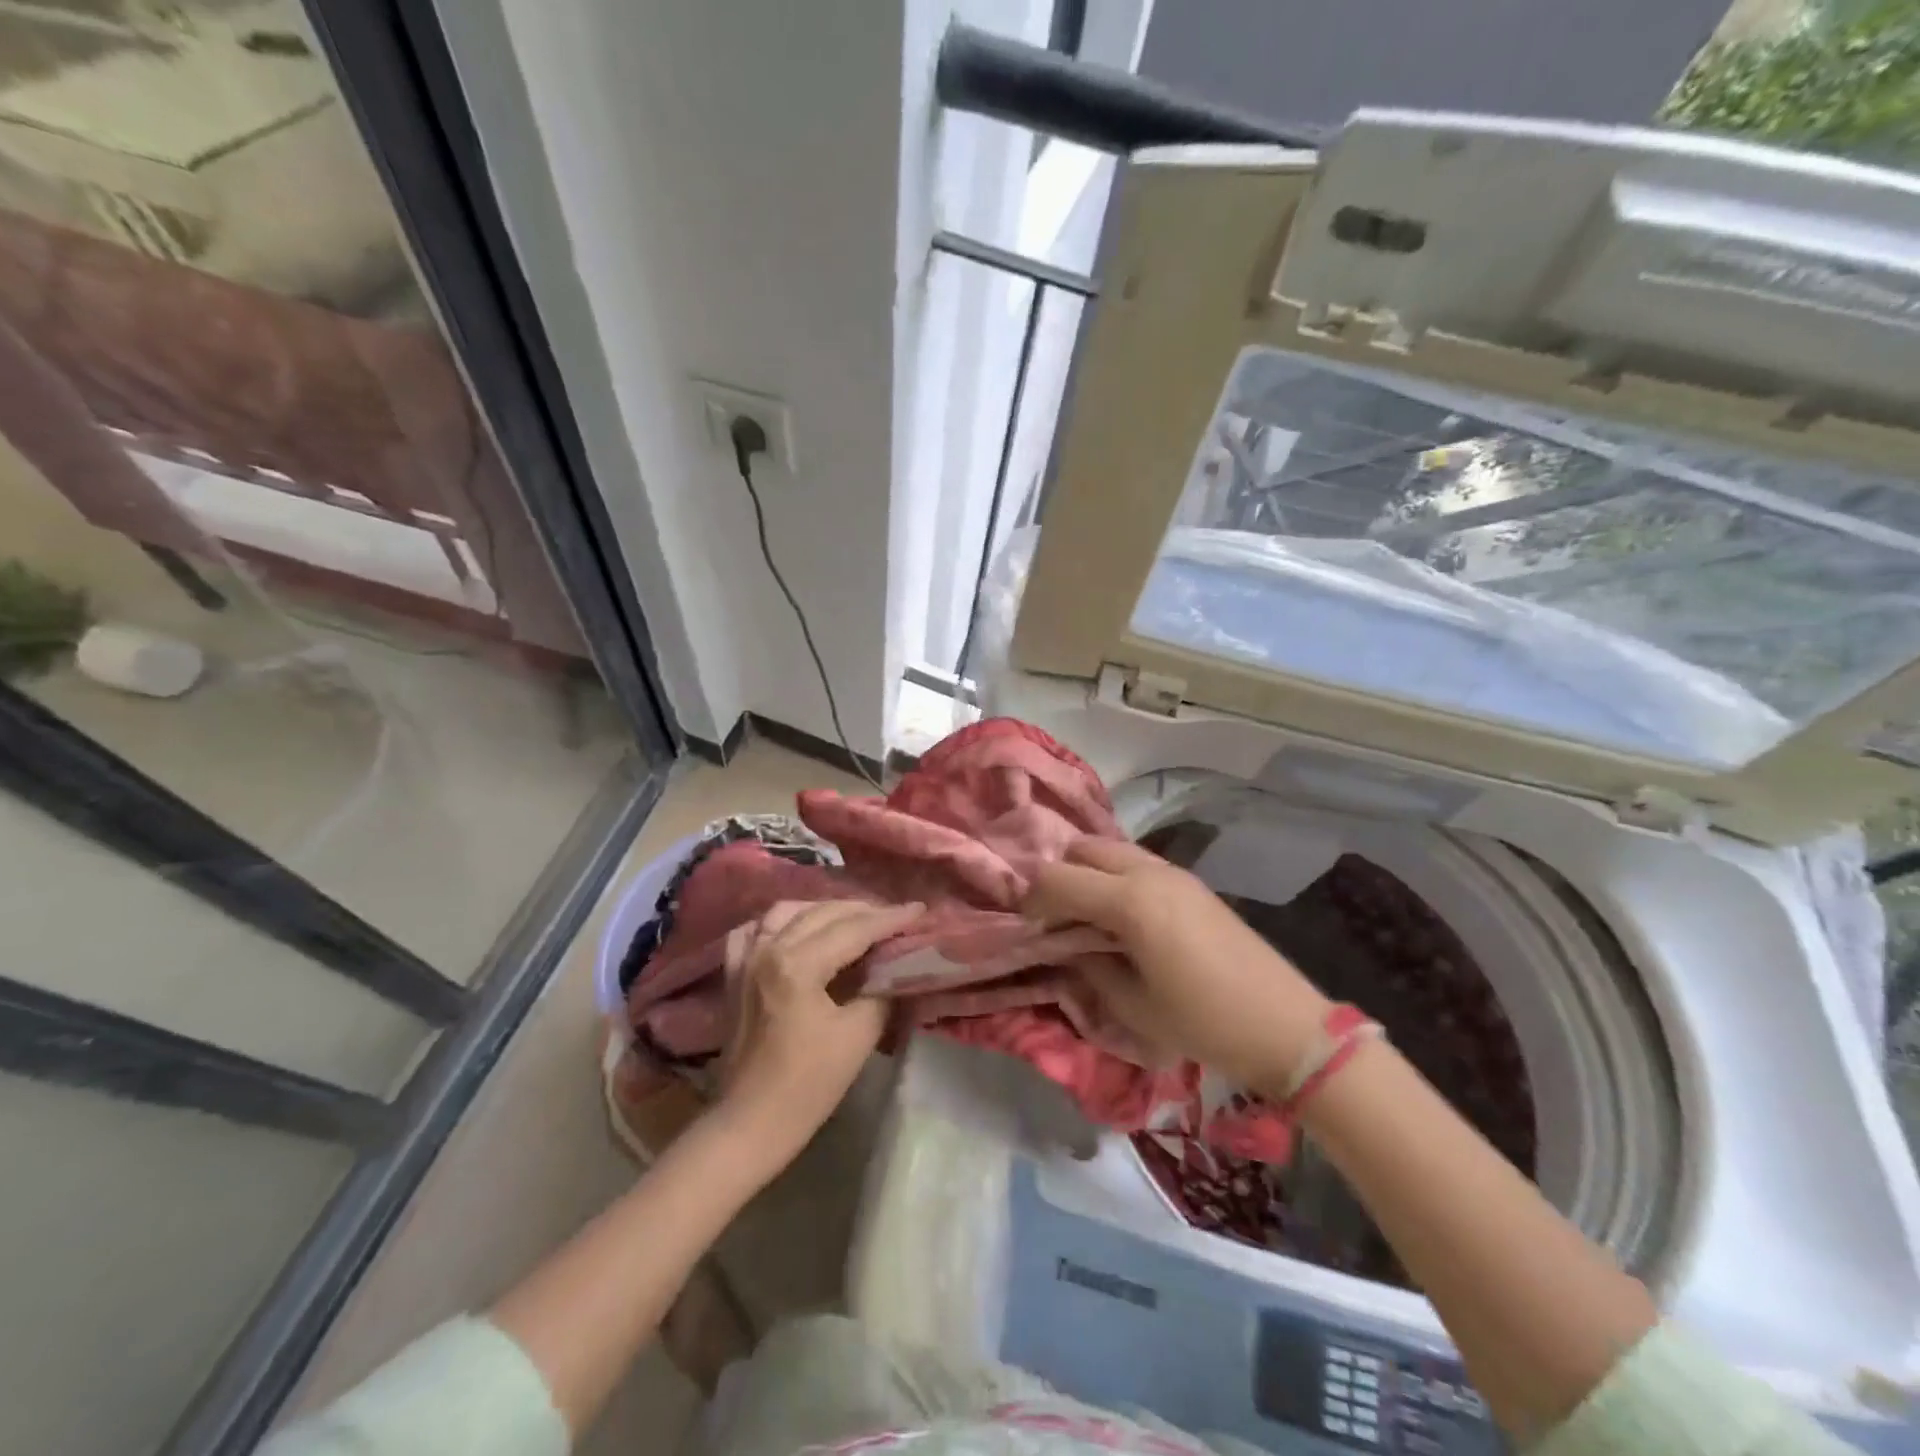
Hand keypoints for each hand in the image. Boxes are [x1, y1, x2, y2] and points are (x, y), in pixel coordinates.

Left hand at [715, 899, 922, 1161]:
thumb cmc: (807, 1085)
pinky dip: (780, 922)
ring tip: (853, 919)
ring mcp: (746, 959)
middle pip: (823, 913)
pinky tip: (796, 928)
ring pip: (788, 911)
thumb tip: (897, 968)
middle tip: (895, 917)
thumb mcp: (858, 1037)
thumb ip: (880, 992)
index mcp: (798, 964)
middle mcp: (769, 949)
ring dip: (824, 909)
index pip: (854, 929)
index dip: (890, 919)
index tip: (919, 909)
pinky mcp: (734, 974)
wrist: (750, 1124)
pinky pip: (755, 930)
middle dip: (863, 910)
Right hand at [1023, 838, 1329, 1092]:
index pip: (1057, 879)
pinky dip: (1115, 876)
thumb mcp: (1132, 1006)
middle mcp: (1148, 872)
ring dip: (1088, 873)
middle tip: (1056, 919)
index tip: (1027, 929)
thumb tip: (1066, 946)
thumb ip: (1088, 967)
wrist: (1285, 1025)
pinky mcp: (1191, 882)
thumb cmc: (1203, 1022)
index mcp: (1129, 901)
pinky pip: (1137, 861)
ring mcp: (1174, 872)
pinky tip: (1122, 916)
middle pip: (1081, 849)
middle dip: (1059, 877)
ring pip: (1110, 849)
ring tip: (1087, 916)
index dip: (1032, 900)